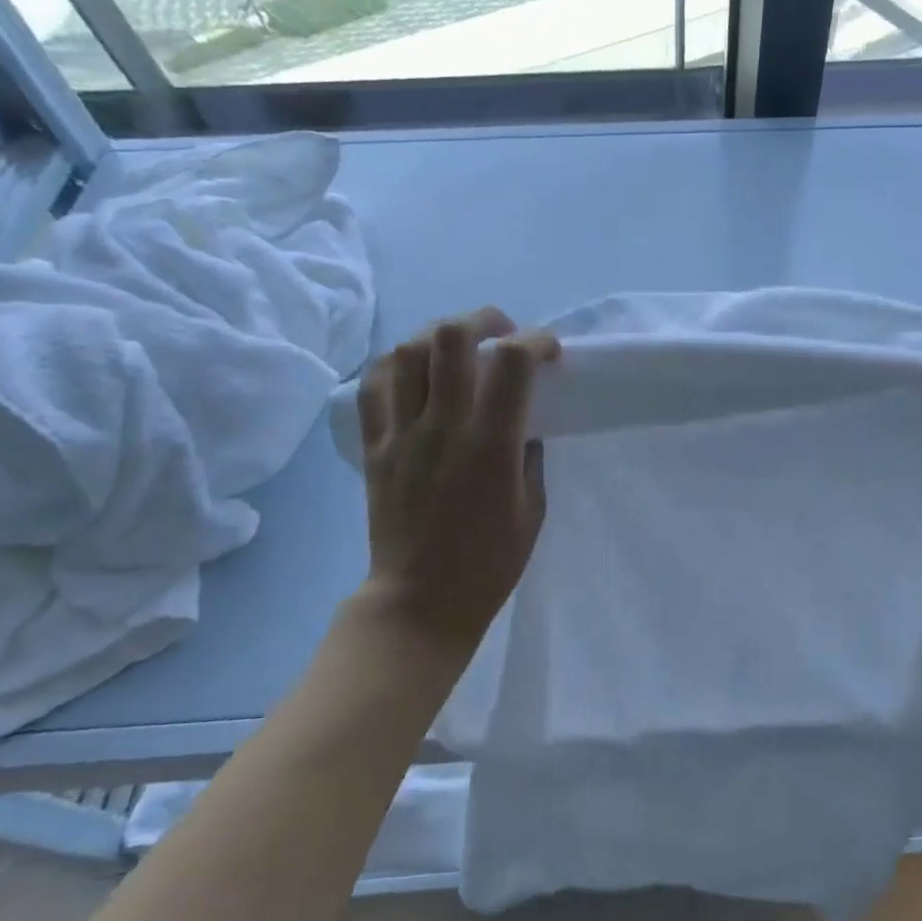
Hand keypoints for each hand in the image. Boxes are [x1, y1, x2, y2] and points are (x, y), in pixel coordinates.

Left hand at [355, 307, 560, 651]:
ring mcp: (400, 435)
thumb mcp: (533, 509)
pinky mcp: (373, 447)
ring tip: (457, 346)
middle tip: (500, 333)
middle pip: (450, 338)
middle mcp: (442, 428)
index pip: (512, 362)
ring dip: (437, 335)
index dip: (536, 341)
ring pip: (406, 351)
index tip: (549, 352)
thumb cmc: (489, 563)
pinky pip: (374, 385)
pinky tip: (415, 369)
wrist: (420, 601)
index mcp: (490, 446)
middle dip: (483, 319)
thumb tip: (522, 419)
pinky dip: (396, 363)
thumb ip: (529, 454)